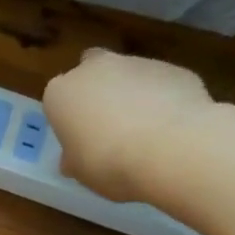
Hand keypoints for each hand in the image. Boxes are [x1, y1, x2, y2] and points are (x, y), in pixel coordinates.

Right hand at [43, 49, 215, 201]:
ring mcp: (138, 64)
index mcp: (62, 92)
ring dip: (134, 94)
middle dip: (99, 90)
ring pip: (130, 75)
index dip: (69, 117)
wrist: (171, 150)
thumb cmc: (108, 162)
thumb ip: (74, 157)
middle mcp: (95, 69)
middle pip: (92, 70)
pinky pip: (164, 85)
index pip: (58, 98)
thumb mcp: (79, 170)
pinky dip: (166, 100)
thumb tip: (73, 159)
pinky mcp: (176, 70)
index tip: (79, 138)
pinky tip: (174, 128)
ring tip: (149, 131)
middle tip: (109, 123)